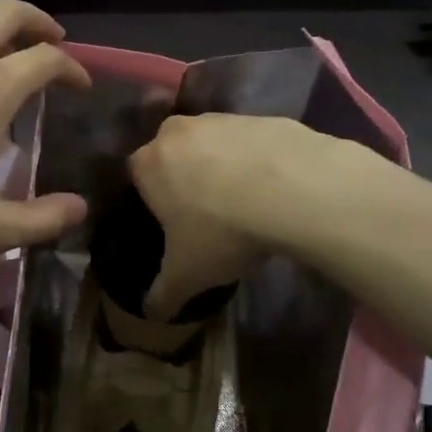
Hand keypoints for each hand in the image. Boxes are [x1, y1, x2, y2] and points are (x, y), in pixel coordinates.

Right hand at [128, 113, 334, 320]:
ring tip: (246, 206)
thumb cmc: (223, 231)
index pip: (137, 179)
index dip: (153, 203)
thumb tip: (150, 314)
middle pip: (174, 157)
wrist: (295, 189)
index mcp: (147, 164)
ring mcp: (221, 119)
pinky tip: (275, 191)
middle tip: (207, 216)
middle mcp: (177, 132)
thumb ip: (163, 295)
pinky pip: (251, 143)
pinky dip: (257, 162)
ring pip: (212, 146)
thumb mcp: (187, 275)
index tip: (173, 226)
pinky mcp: (262, 117)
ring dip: (222, 169)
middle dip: (186, 180)